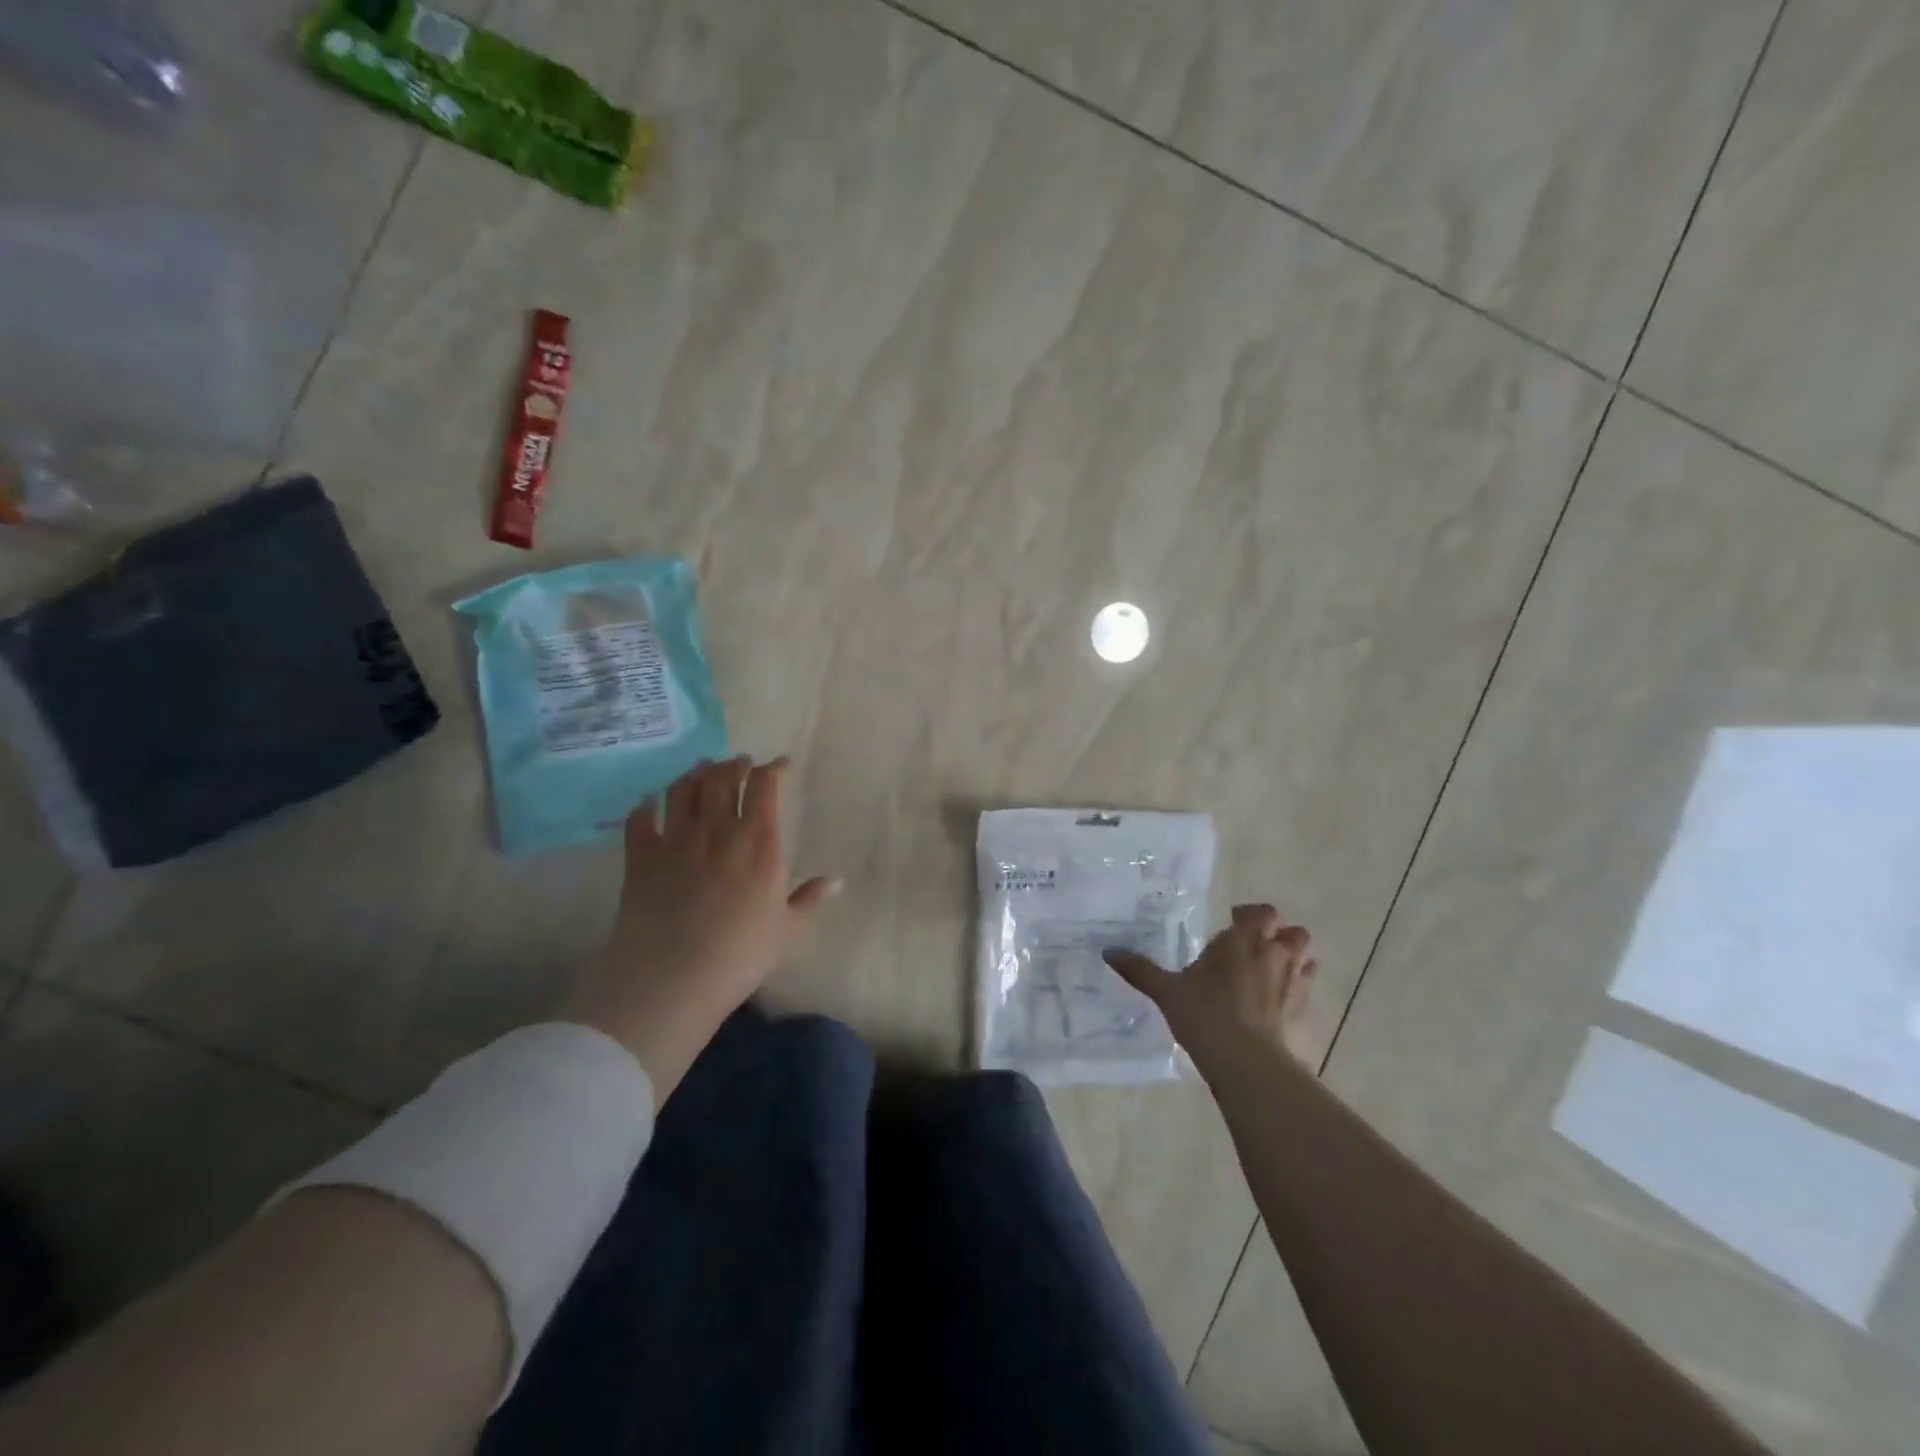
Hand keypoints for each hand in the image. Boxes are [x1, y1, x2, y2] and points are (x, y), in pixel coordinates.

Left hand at [562, 756, 838, 1097]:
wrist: (673, 977)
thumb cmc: (740, 955)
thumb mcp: (787, 931)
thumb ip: (810, 900)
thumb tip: (836, 881)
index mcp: (759, 842)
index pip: (765, 786)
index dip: (773, 768)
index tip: (781, 765)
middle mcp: (718, 829)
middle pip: (723, 777)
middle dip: (734, 764)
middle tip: (740, 764)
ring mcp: (676, 839)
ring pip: (684, 789)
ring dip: (695, 774)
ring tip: (702, 770)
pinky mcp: (641, 856)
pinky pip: (640, 818)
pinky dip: (645, 806)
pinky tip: (649, 803)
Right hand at [1104, 904, 1316, 1070]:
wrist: (1251, 1067)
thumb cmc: (1206, 1017)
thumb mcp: (1167, 992)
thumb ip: (1141, 970)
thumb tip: (1108, 952)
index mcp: (1244, 943)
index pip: (1262, 913)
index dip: (1251, 916)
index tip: (1234, 923)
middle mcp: (1276, 957)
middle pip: (1294, 933)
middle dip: (1280, 937)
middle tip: (1257, 950)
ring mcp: (1298, 987)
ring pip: (1307, 962)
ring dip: (1294, 964)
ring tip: (1271, 978)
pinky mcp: (1310, 1018)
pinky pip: (1309, 997)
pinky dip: (1297, 998)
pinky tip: (1278, 1014)